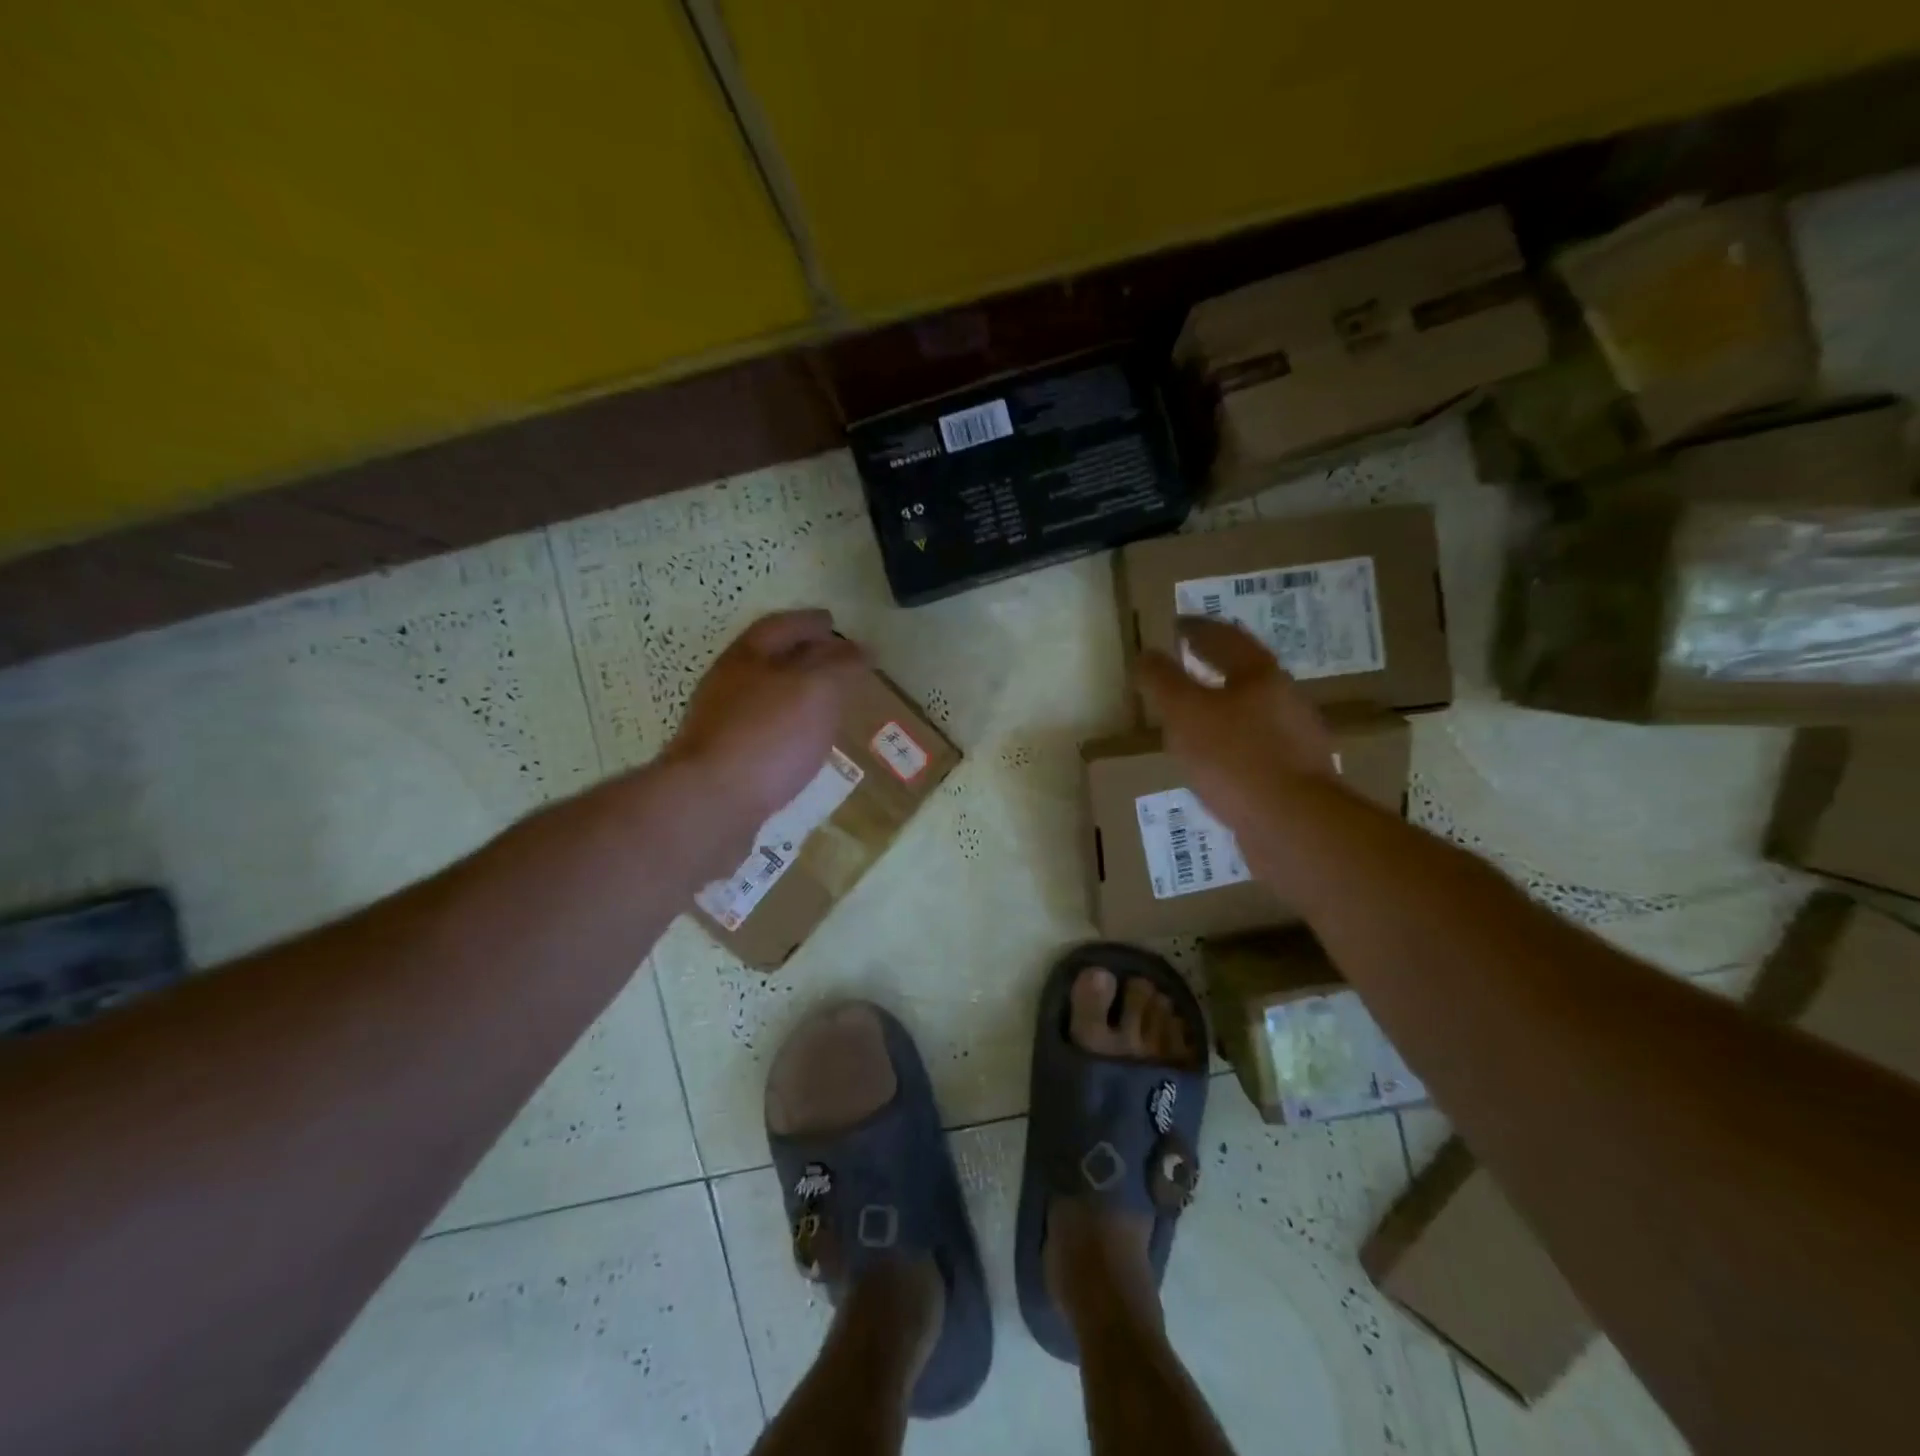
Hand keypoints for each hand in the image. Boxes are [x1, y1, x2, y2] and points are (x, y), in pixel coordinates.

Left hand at [665, 610, 866, 835]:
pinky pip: (764, 734)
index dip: (809, 622)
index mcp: (747, 658)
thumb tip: (861, 650)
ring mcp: (722, 726)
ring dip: (797, 695)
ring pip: (766, 699)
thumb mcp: (816, 690)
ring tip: (829, 704)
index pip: (780, 626)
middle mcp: (728, 686)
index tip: (834, 622)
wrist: (709, 804)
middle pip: (768, 661)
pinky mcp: (726, 763)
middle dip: (803, 657)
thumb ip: (841, 666)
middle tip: (838, 662)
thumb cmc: (768, 735)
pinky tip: (805, 746)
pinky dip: (789, 730)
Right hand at [1136, 616, 1336, 833]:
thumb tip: (1146, 654)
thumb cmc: (1234, 757)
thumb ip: (1163, 681)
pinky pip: (1255, 748)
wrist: (1292, 824)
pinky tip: (1216, 762)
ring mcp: (1295, 739)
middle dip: (1215, 666)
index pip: (1225, 638)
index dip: (1197, 628)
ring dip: (1223, 707)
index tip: (1177, 624)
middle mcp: (1284, 699)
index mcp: (1260, 675)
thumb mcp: (1185, 713)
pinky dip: (1232, 744)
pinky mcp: (1295, 775)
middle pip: (1246, 673)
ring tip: (1194, 717)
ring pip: (1252, 712)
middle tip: (1186, 664)